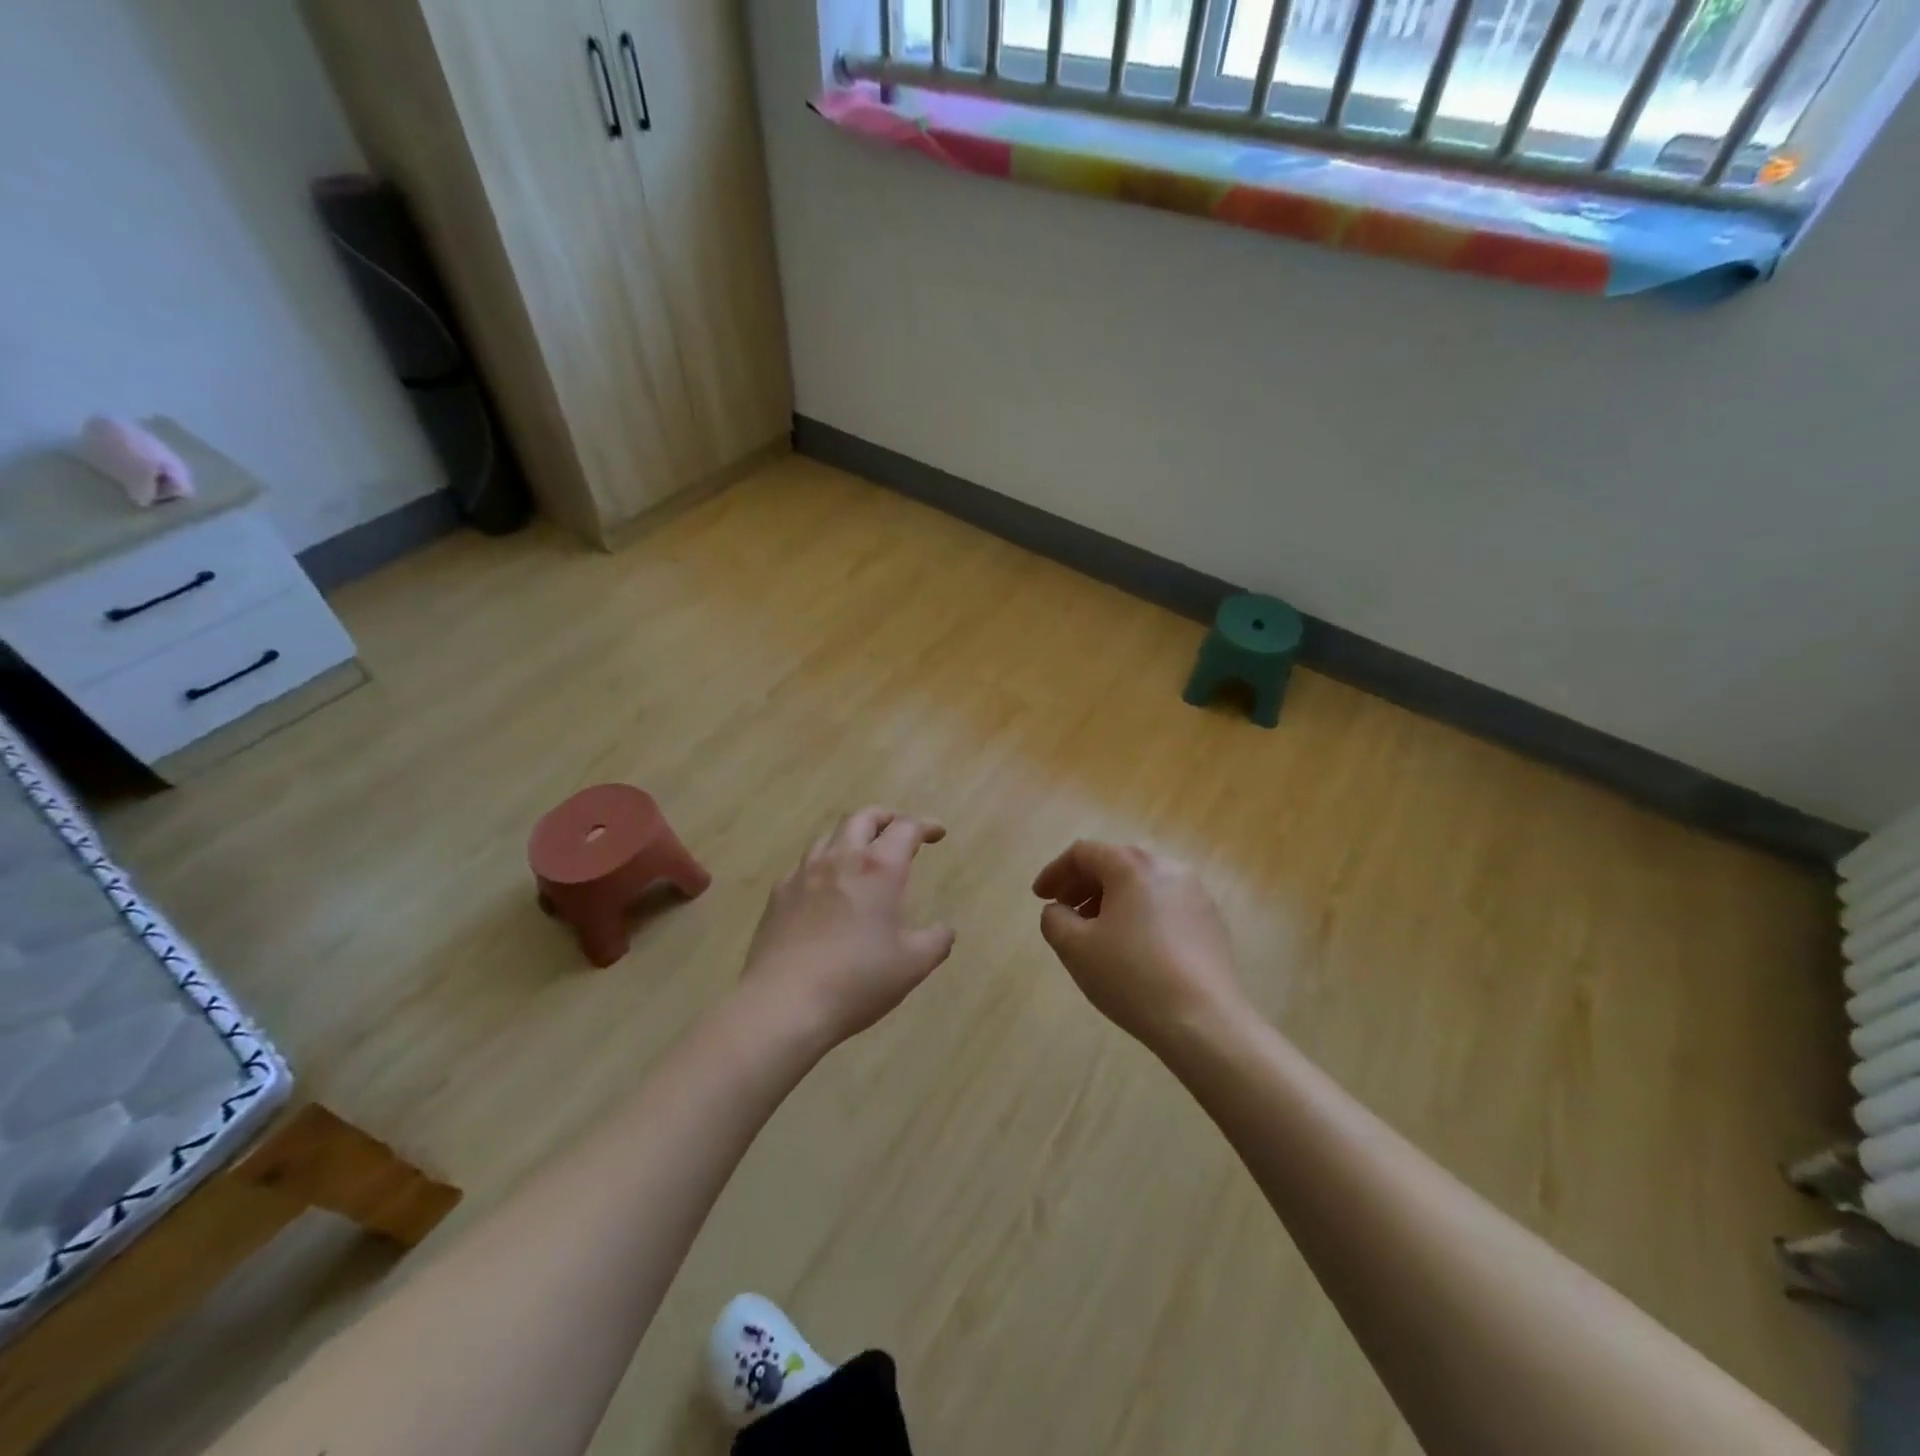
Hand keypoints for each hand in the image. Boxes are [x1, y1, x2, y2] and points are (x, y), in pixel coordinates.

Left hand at [741, 808, 955, 1048]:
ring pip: (830, 836)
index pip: (905, 828)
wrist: (783, 1004)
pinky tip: (826, 888)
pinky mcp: (779, 894)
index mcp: (879, 869)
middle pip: (863, 817)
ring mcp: (804, 873)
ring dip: (852, 837)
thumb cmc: (857, 981)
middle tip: (899, 831)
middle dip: (886, 818)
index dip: (925, 826)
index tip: (937, 833)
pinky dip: (824, 864)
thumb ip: (935, 942)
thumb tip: (944, 930)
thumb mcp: (912, 966)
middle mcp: (841, 858)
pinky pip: (805, 864)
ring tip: (862, 856)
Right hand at [1033, 841, 1246, 1051]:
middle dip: (1083, 885)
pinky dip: (1139, 915)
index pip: (1083, 853)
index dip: (1055, 872)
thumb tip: (1060, 911)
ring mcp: (1196, 894)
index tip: (1040, 898)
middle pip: (1115, 864)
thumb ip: (1054, 919)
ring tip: (1095, 933)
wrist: (1204, 1023)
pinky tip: (1132, 949)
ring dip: (1111, 900)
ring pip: (1141, 885)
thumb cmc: (1131, 977)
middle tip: (1063, 912)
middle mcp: (1168, 868)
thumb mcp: (1075, 948)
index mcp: (1132, 866)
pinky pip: (1164, 905)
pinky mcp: (1211, 922)